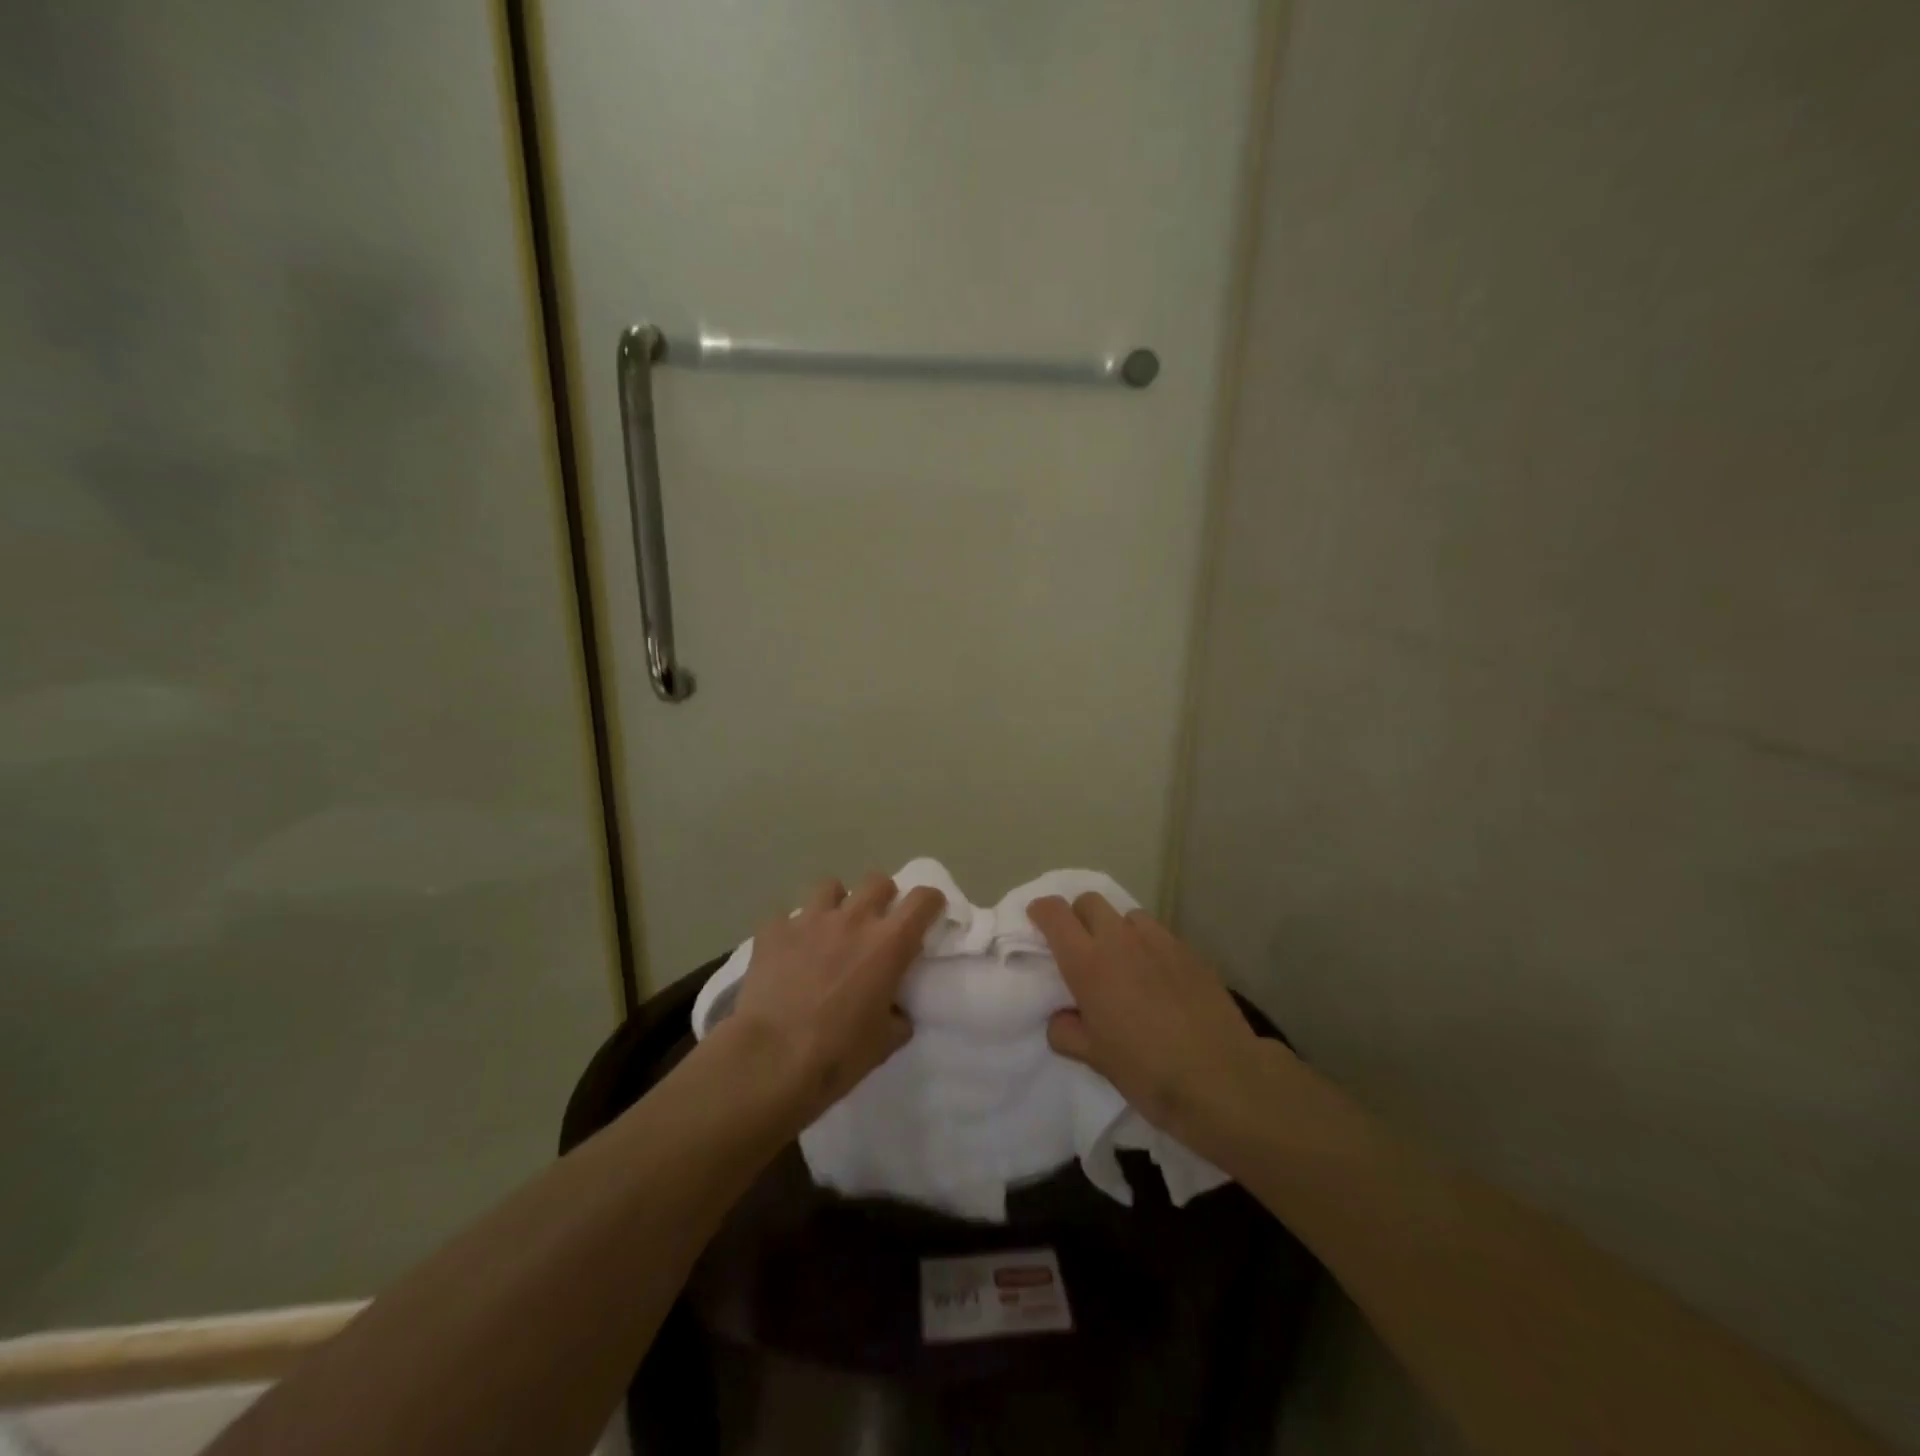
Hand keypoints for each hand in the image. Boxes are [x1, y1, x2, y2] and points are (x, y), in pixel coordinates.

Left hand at [720, 873, 946, 1125]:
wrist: (769, 1060)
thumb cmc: (836, 1055)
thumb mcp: (885, 1042)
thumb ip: (898, 1014)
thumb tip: (895, 1008)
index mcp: (889, 944)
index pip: (923, 899)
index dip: (930, 902)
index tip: (928, 915)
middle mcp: (853, 919)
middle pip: (878, 881)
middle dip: (882, 897)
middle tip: (876, 924)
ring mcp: (810, 919)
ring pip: (831, 886)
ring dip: (837, 903)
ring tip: (830, 929)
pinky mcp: (773, 930)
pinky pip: (787, 916)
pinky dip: (792, 929)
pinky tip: (788, 951)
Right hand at [1029, 893, 1272, 1158]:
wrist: (1222, 1079)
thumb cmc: (1148, 1072)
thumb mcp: (1096, 1059)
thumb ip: (1068, 1032)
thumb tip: (1062, 1018)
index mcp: (1088, 963)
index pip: (1055, 914)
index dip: (1041, 912)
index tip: (1037, 924)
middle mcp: (1121, 940)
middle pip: (1090, 901)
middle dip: (1078, 916)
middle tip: (1080, 948)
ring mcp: (1160, 942)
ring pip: (1127, 915)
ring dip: (1116, 929)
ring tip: (1123, 962)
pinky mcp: (1190, 952)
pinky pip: (1159, 935)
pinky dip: (1148, 946)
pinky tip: (1158, 979)